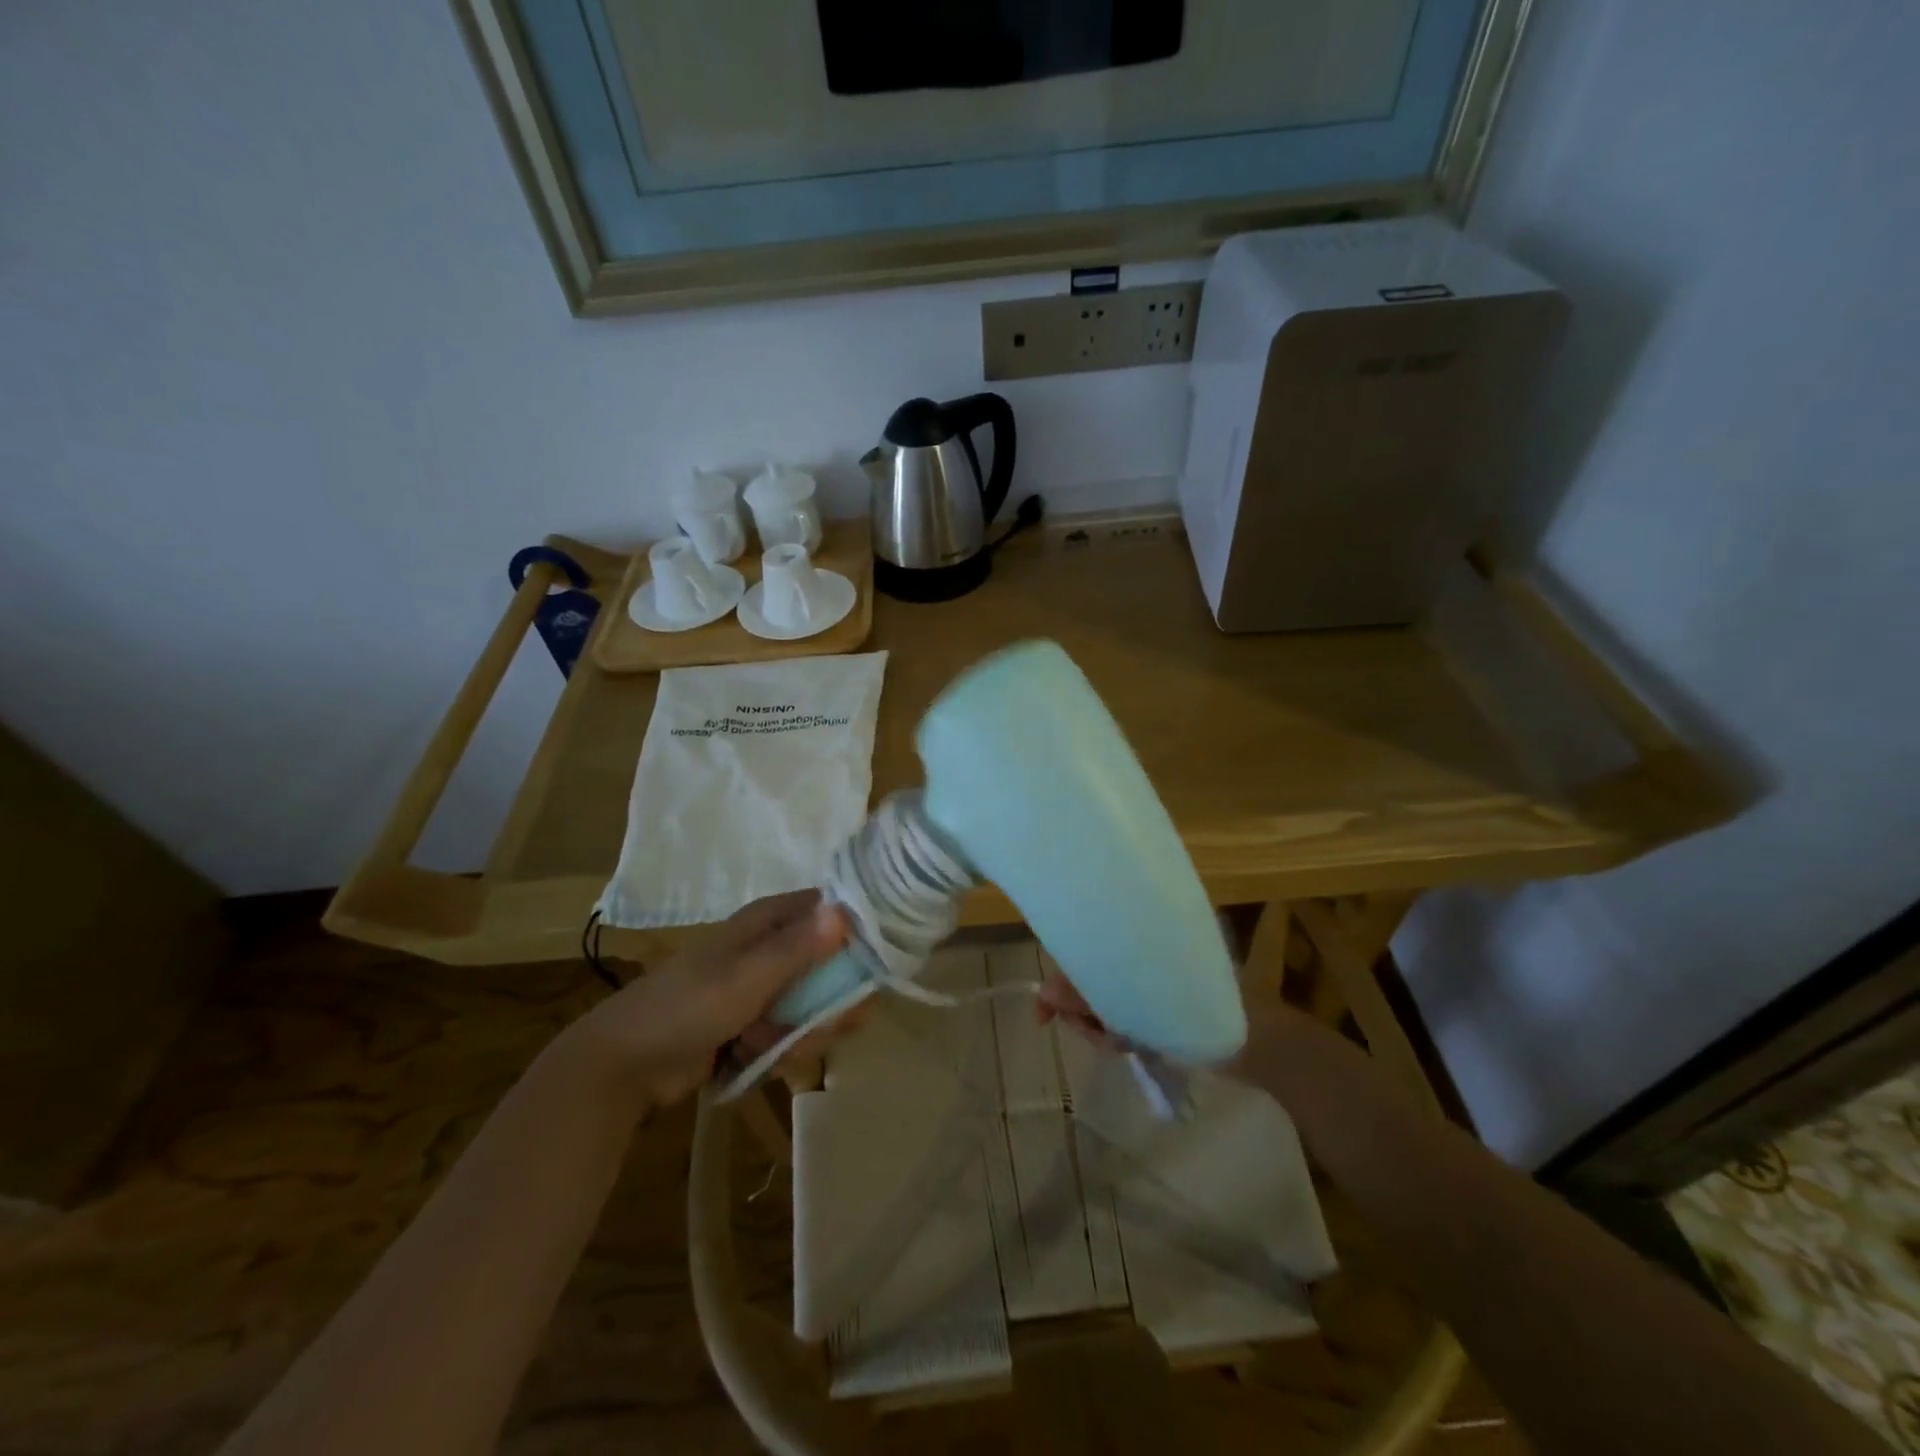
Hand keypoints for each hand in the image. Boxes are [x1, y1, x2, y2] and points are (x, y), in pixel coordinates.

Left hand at [570, 890, 851, 1103]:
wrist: (625, 1067)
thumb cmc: (686, 1008)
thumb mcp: (746, 979)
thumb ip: (798, 949)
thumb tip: (846, 910)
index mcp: (767, 921)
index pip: (829, 909)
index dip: (855, 930)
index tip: (877, 962)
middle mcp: (769, 948)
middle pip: (828, 964)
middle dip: (831, 1000)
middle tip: (837, 1024)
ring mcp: (761, 988)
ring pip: (811, 1004)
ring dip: (800, 1032)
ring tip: (765, 1046)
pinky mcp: (753, 1023)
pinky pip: (789, 1032)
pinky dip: (779, 1049)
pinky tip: (753, 1059)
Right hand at [1040, 966, 1317, 1075]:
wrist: (1259, 1042)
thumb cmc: (1200, 1011)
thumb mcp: (1136, 1005)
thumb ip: (1089, 997)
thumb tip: (1045, 991)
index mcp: (1130, 942)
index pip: (1077, 955)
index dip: (1056, 985)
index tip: (1043, 1019)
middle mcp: (1134, 958)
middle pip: (1085, 984)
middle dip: (1084, 1016)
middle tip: (1104, 1038)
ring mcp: (1146, 985)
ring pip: (1101, 1006)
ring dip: (1104, 1030)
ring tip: (1127, 1044)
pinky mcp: (1157, 1007)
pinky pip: (1122, 1020)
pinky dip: (1122, 1036)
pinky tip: (1137, 1047)